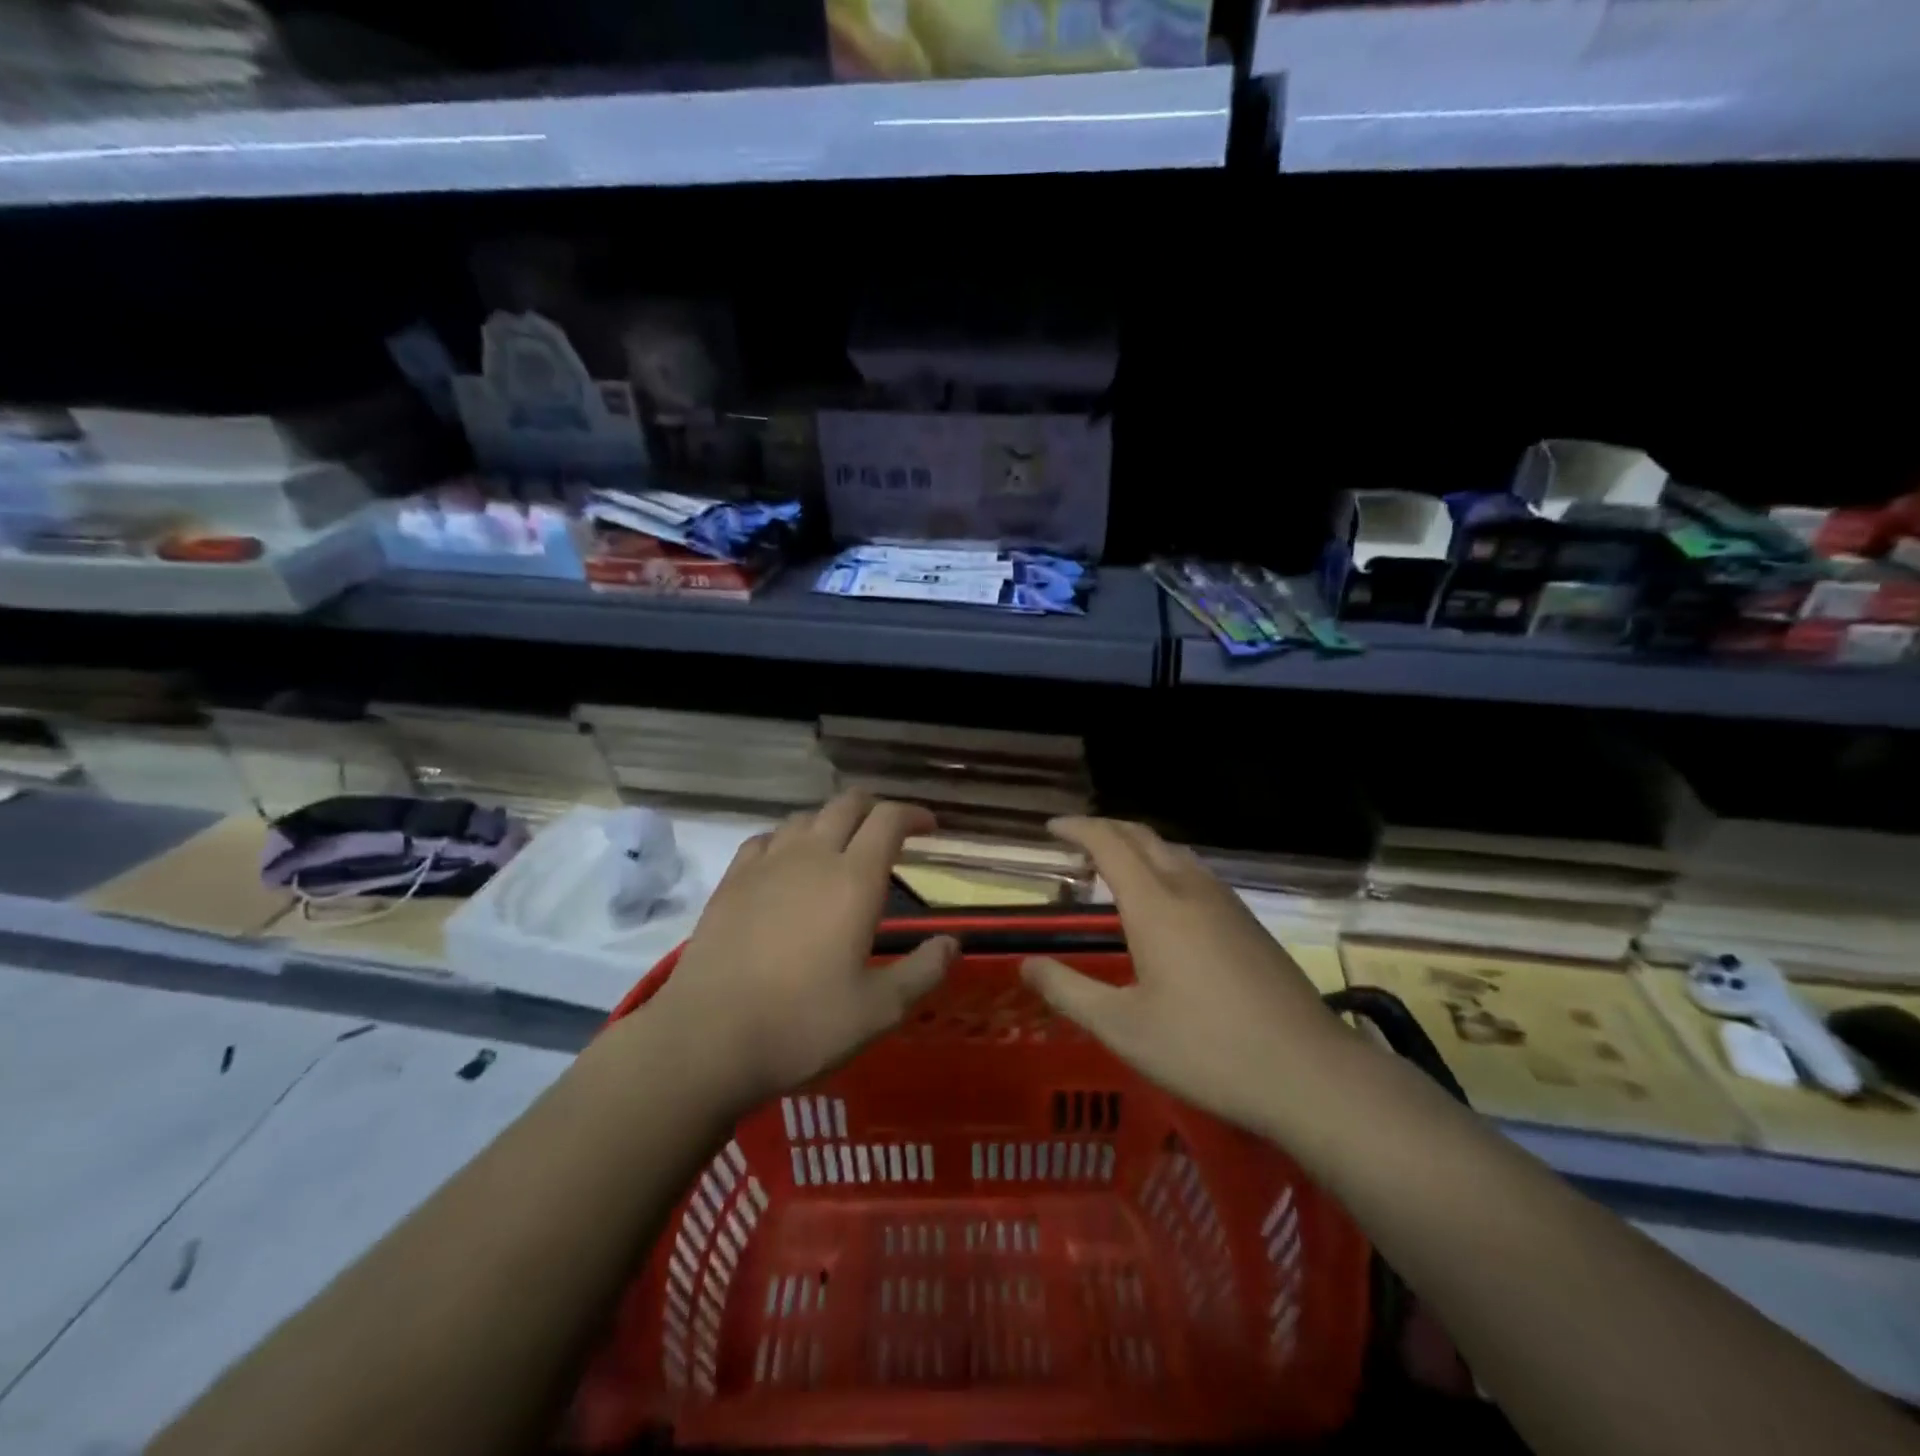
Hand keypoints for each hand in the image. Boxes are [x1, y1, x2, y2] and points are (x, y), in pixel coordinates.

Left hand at [646, 792, 957, 1109]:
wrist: (707, 1039)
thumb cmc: (803, 1025)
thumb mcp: (879, 1010)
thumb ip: (923, 971)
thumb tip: (952, 943)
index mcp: (854, 879)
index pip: (889, 820)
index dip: (914, 815)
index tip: (930, 828)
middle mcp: (812, 857)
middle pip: (847, 804)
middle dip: (875, 808)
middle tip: (890, 833)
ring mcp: (766, 864)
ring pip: (805, 817)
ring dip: (832, 822)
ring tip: (842, 847)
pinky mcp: (731, 881)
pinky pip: (766, 838)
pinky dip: (788, 839)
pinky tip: (788, 863)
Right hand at [1021, 818, 1343, 1135]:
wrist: (1310, 1073)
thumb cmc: (1206, 1049)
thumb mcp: (1123, 1028)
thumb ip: (1069, 992)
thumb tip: (1027, 965)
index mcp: (1155, 906)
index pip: (1110, 843)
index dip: (1078, 828)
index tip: (1052, 827)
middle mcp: (1191, 890)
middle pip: (1144, 837)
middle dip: (1107, 829)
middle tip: (1077, 841)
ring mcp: (1227, 904)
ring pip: (1175, 852)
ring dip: (1140, 846)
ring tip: (1115, 866)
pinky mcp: (1250, 924)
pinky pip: (1197, 874)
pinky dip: (1166, 866)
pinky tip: (1167, 902)